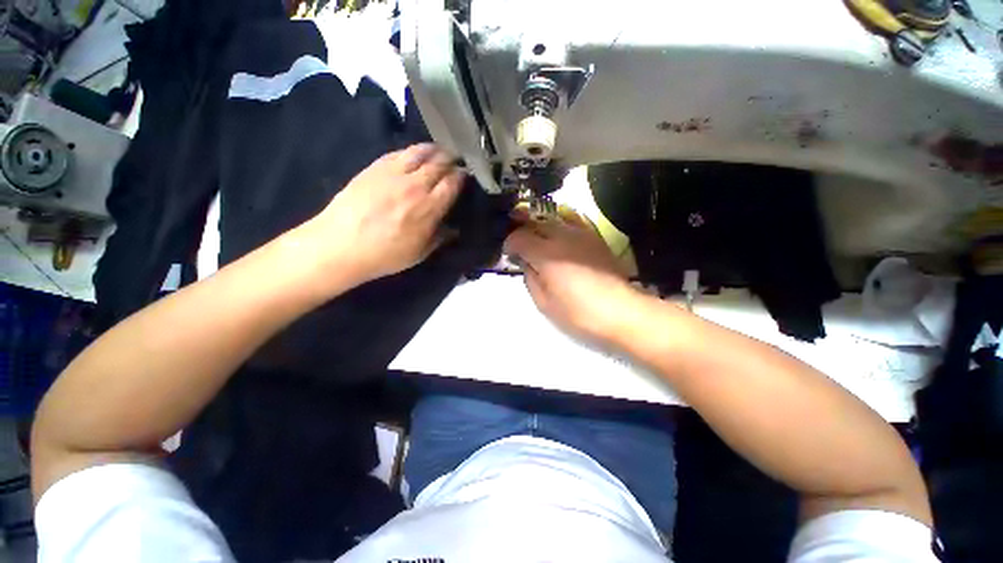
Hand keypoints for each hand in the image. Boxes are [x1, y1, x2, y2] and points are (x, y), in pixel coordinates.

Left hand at [301, 144, 463, 286]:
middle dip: (452, 160)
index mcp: (429, 207)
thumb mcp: (419, 253)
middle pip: (440, 163)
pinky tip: (415, 154)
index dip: (462, 176)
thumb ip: (440, 238)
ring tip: (440, 152)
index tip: (465, 176)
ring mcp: (394, 172)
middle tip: (457, 161)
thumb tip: (455, 230)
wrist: (340, 245)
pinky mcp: (375, 167)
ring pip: (421, 151)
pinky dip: (413, 150)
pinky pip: (399, 152)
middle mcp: (415, 185)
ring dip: (435, 150)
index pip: (453, 183)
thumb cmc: (384, 254)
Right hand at [503, 209, 635, 341]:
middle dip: (522, 231)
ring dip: (540, 225)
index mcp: (546, 255)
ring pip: (553, 218)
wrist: (620, 311)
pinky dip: (561, 222)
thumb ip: (530, 279)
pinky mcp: (594, 236)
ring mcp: (580, 233)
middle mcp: (562, 237)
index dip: (510, 243)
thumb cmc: (578, 312)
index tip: (509, 254)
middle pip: (535, 223)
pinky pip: (574, 220)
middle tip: (519, 244)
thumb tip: (527, 264)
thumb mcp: (544, 303)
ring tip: (537, 237)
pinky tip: (559, 233)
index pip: (519, 238)